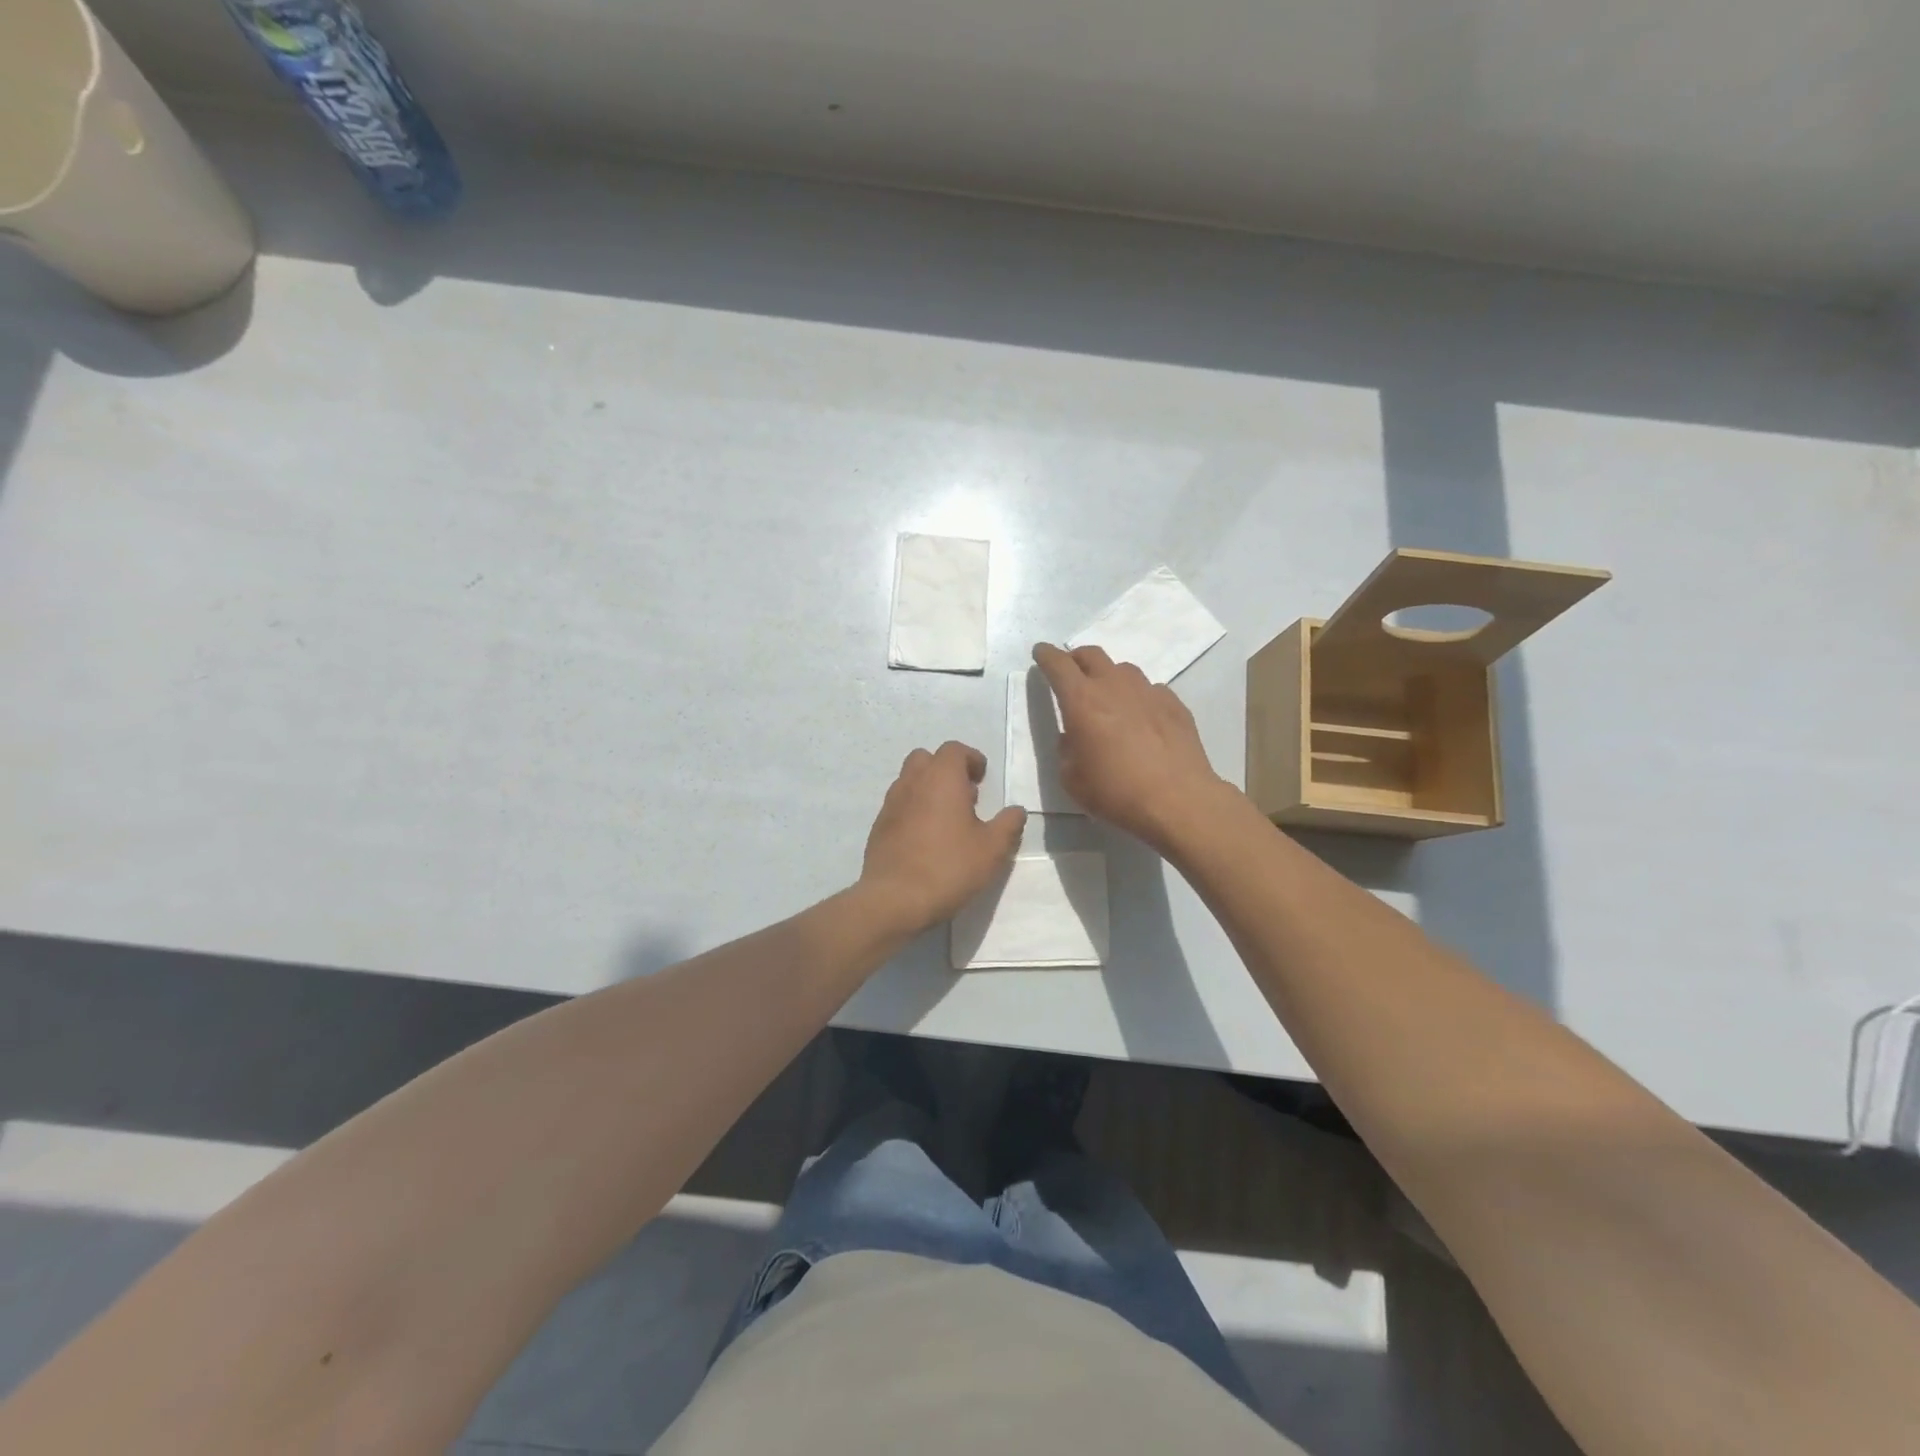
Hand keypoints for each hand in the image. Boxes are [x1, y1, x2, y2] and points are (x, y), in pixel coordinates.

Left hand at [860, 741, 1026, 933]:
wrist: (894, 899)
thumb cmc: (949, 867)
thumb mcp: (992, 849)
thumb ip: (1008, 825)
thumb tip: (1016, 810)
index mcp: (941, 778)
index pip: (954, 750)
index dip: (971, 759)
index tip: (982, 779)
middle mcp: (912, 782)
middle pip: (926, 759)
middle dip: (946, 769)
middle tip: (964, 795)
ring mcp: (891, 803)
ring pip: (909, 781)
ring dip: (928, 789)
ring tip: (946, 819)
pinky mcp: (878, 826)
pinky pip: (899, 805)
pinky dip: (913, 809)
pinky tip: (926, 838)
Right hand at [1032, 643, 1231, 849]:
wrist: (1178, 800)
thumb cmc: (1116, 792)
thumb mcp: (1072, 778)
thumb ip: (1066, 749)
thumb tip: (1074, 736)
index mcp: (1082, 700)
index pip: (1058, 664)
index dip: (1046, 655)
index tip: (1041, 652)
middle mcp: (1114, 686)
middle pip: (1091, 655)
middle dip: (1076, 658)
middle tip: (1071, 672)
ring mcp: (1148, 691)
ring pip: (1123, 670)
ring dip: (1109, 676)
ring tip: (1108, 697)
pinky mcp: (1174, 704)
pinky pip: (1150, 690)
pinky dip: (1138, 697)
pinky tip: (1141, 718)